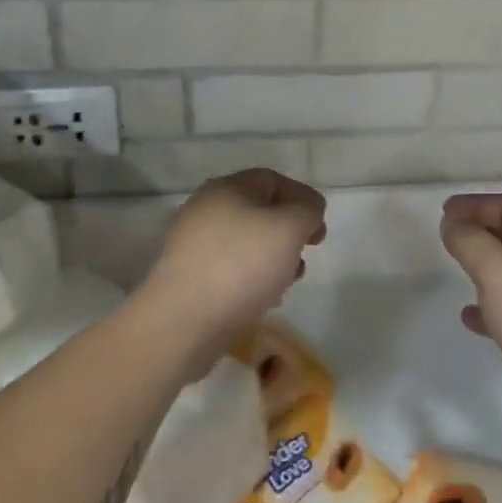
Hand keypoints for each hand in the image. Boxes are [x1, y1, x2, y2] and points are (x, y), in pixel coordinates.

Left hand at [139, 169, 326, 363]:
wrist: (182, 322)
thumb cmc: (241, 265)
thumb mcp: (289, 228)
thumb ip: (307, 210)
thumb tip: (307, 210)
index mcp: (227, 187)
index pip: (272, 180)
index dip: (301, 199)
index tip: (318, 231)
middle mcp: (206, 209)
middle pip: (259, 211)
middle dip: (289, 233)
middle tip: (305, 256)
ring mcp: (193, 245)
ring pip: (246, 242)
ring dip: (273, 258)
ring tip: (286, 283)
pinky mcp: (189, 278)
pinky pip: (230, 269)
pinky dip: (251, 279)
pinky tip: (262, 299)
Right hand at [440, 193, 501, 440]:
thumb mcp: (494, 269)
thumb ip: (468, 240)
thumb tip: (452, 224)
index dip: (476, 204)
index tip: (446, 210)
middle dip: (482, 232)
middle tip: (451, 237)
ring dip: (488, 269)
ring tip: (460, 273)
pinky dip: (495, 306)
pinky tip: (472, 318)